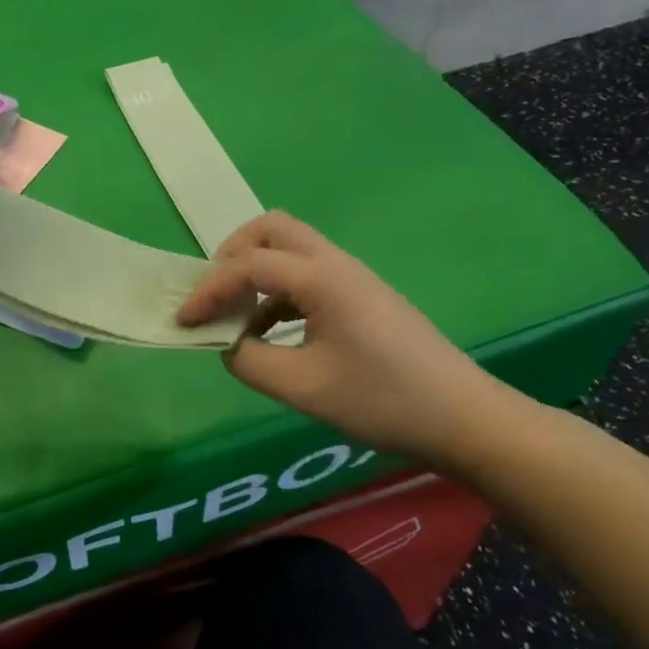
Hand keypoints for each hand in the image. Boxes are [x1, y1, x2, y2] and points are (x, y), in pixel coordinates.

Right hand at [179, 212, 513, 460]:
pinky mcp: (359, 295)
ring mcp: (351, 277)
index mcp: (322, 278)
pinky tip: (269, 333)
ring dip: (254, 271)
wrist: (465, 418)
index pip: (248, 265)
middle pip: (271, 229)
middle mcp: (335, 264)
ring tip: (235, 316)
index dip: (209, 289)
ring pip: (289, 248)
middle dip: (232, 255)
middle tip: (213, 294)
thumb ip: (250, 361)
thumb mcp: (305, 389)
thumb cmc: (384, 401)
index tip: (184, 320)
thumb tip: (223, 343)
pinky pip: (304, 275)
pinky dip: (276, 291)